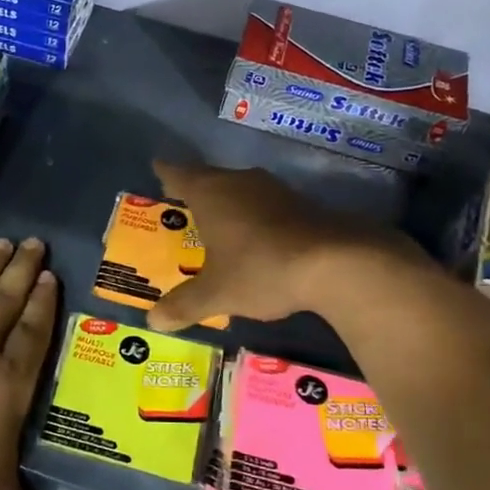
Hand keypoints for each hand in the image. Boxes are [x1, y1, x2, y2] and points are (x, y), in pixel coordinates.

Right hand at [149, 160, 418, 330]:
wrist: (337, 262)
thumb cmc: (261, 268)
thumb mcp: (217, 293)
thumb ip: (184, 304)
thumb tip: (152, 321)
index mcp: (210, 193)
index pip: (179, 174)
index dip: (166, 172)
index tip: (157, 168)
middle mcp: (239, 182)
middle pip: (210, 178)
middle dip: (196, 190)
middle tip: (181, 202)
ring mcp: (273, 190)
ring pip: (240, 189)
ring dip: (228, 202)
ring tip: (217, 221)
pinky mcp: (302, 204)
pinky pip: (265, 204)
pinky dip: (254, 216)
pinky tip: (256, 237)